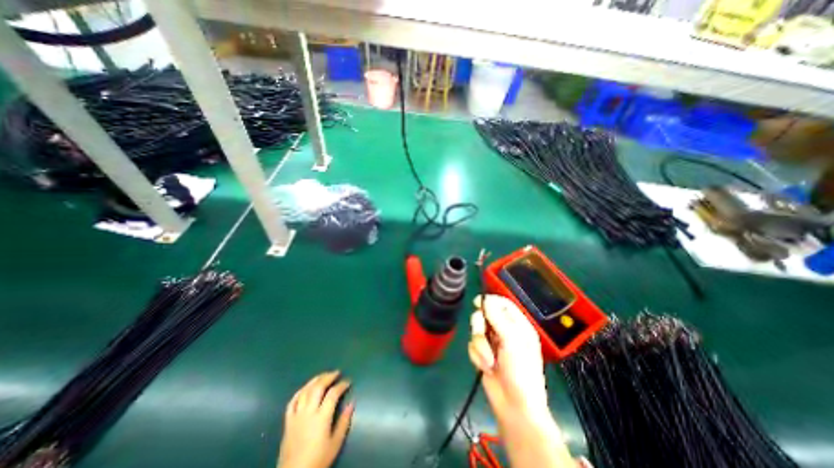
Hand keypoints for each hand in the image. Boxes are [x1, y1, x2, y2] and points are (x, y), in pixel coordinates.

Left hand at [278, 372, 351, 466]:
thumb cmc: (318, 460)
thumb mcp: (335, 443)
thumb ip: (344, 421)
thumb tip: (352, 403)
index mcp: (321, 417)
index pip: (333, 394)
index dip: (342, 385)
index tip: (348, 382)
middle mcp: (308, 412)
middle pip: (318, 387)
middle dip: (328, 377)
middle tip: (337, 373)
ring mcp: (296, 415)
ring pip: (305, 391)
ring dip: (315, 380)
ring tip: (323, 375)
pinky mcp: (288, 421)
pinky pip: (292, 401)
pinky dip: (300, 391)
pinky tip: (306, 388)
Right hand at [467, 296, 581, 467]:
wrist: (514, 406)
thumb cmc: (520, 372)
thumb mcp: (511, 341)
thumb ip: (497, 318)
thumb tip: (485, 299)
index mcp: (518, 326)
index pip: (503, 304)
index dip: (490, 301)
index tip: (477, 302)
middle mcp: (505, 331)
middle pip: (484, 315)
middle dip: (480, 326)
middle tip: (483, 334)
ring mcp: (493, 343)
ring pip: (476, 331)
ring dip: (480, 347)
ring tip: (489, 361)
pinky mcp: (483, 354)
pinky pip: (472, 346)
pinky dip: (477, 356)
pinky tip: (486, 368)